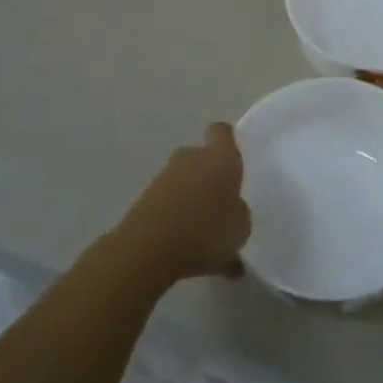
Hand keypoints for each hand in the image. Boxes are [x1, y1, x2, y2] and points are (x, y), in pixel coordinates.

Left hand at [114, 123, 250, 285]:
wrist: (149, 249)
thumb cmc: (206, 230)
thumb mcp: (240, 227)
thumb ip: (238, 212)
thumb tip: (231, 209)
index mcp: (219, 158)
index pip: (221, 132)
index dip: (225, 140)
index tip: (231, 156)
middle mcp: (190, 158)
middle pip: (199, 157)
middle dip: (207, 176)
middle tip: (217, 203)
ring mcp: (163, 177)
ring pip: (182, 181)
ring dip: (189, 199)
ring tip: (200, 233)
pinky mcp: (143, 199)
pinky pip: (166, 203)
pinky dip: (172, 218)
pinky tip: (181, 245)